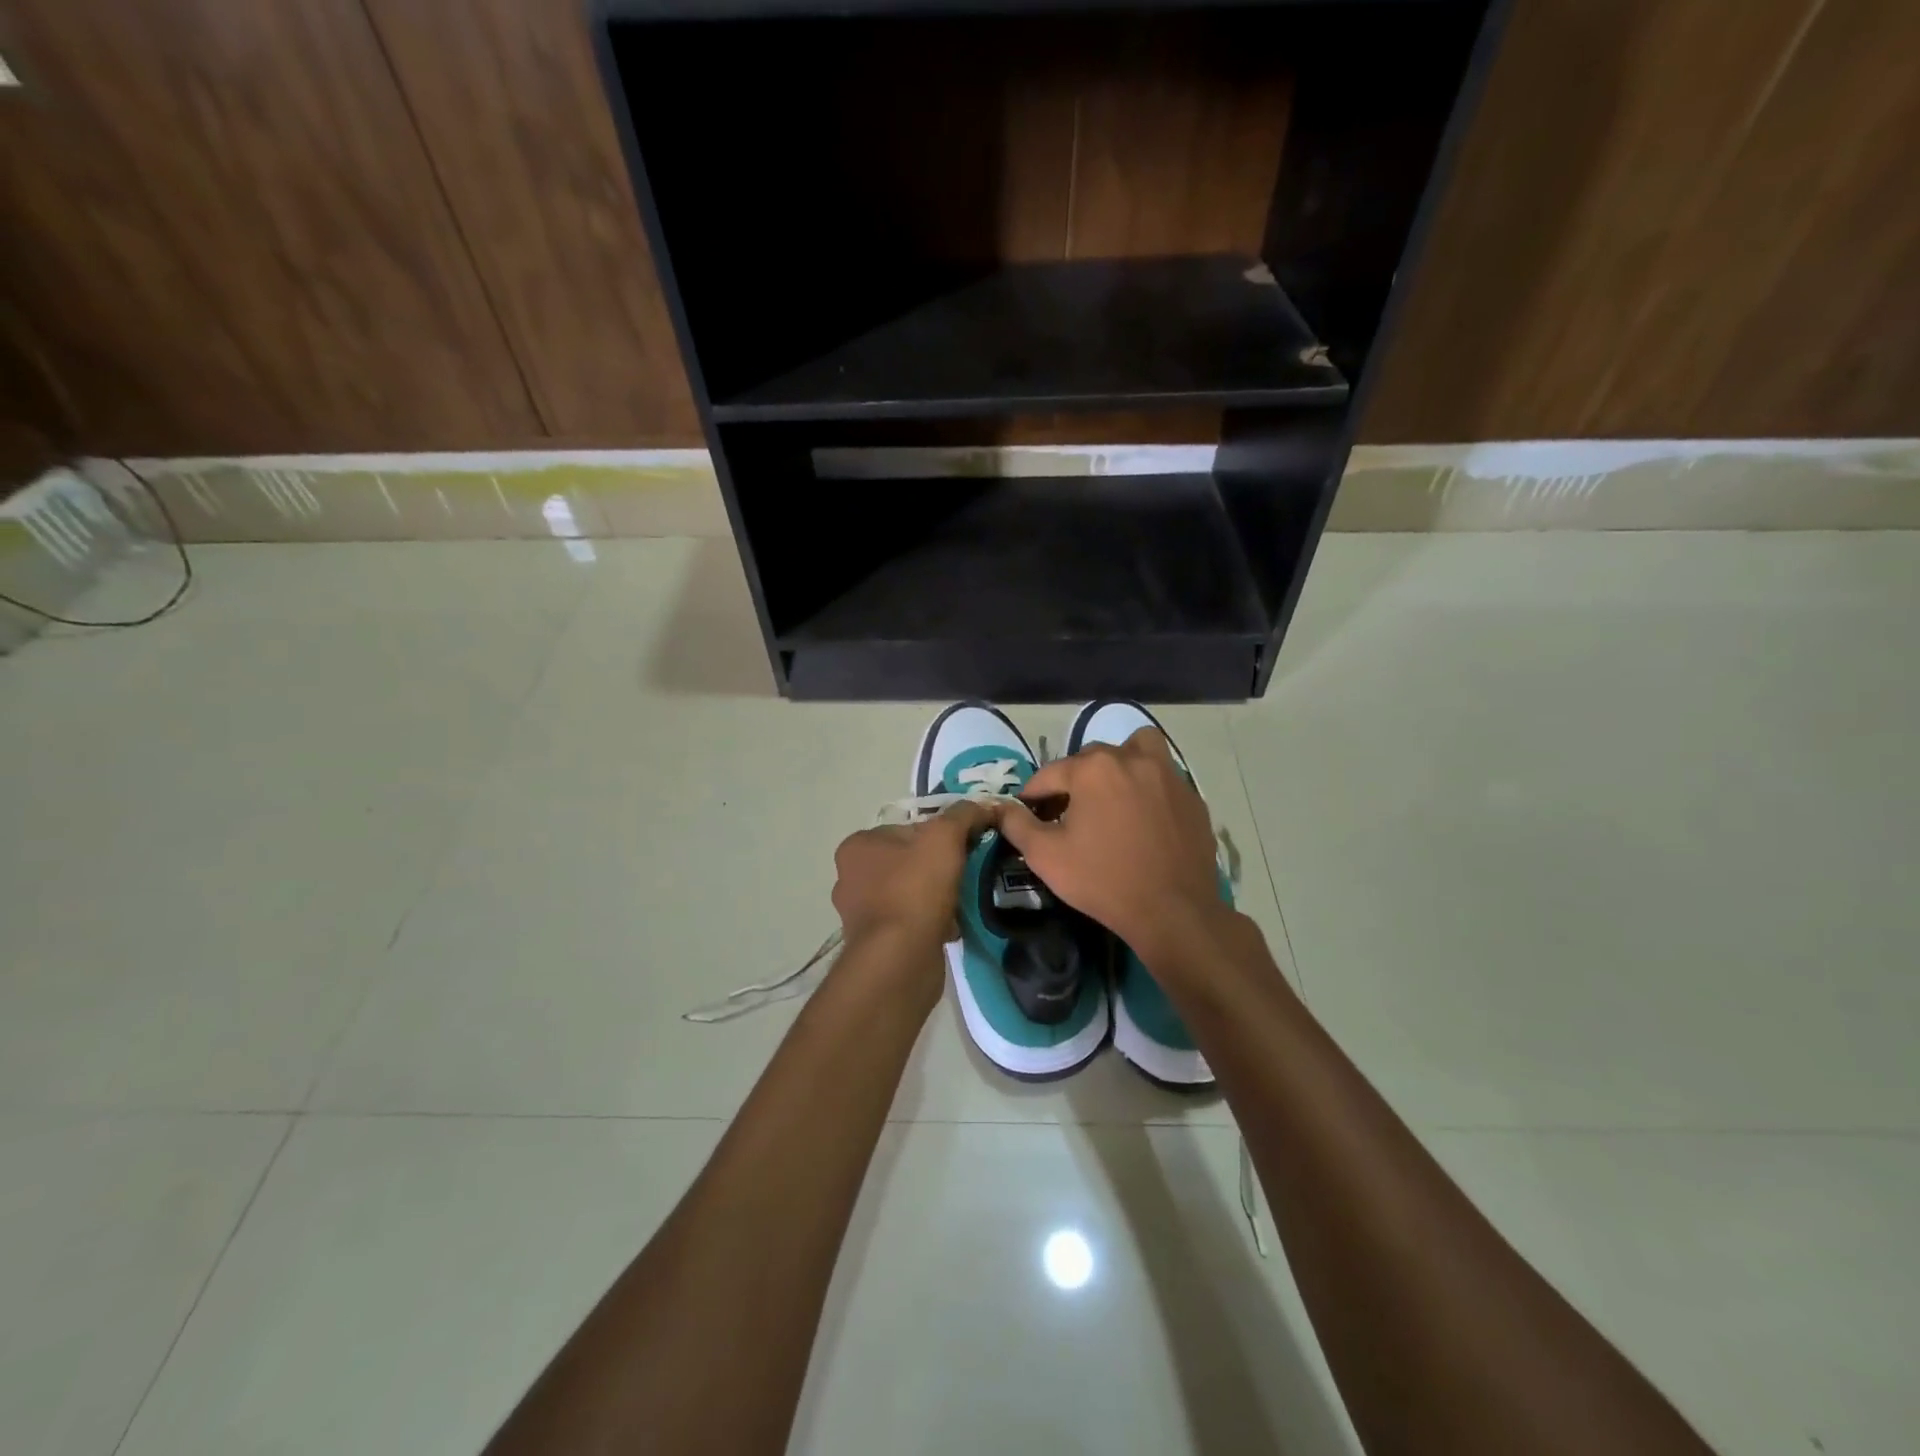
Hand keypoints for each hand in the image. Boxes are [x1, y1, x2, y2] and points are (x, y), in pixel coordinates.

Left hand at [830, 799, 998, 953]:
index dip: (940, 835)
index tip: (965, 847)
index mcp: (857, 846)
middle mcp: (850, 877)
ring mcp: (860, 914)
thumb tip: (983, 805)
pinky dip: (930, 922)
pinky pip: (910, 922)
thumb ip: (963, 815)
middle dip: (937, 867)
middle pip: (908, 860)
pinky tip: (951, 926)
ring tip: (962, 901)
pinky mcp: (875, 943)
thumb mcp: (944, 838)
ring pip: (910, 893)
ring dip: (936, 896)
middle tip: (966, 873)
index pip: (906, 828)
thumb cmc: (915, 889)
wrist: (900, 959)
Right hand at [996, 727, 1228, 969]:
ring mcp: (1168, 775)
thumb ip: (1017, 825)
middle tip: (1068, 813)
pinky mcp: (1192, 797)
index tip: (1029, 815)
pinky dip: (1148, 786)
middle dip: (1074, 779)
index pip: (1050, 773)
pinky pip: (1164, 777)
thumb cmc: (1102, 881)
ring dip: (1119, 763)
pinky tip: (1143, 817)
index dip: (1034, 795)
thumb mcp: (1046, 856)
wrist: (1172, 911)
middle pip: (1091, 758)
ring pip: (1137, 749)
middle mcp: (1131, 759)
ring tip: (1112, 793)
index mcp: (1093, 768)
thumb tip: (1000, 807)